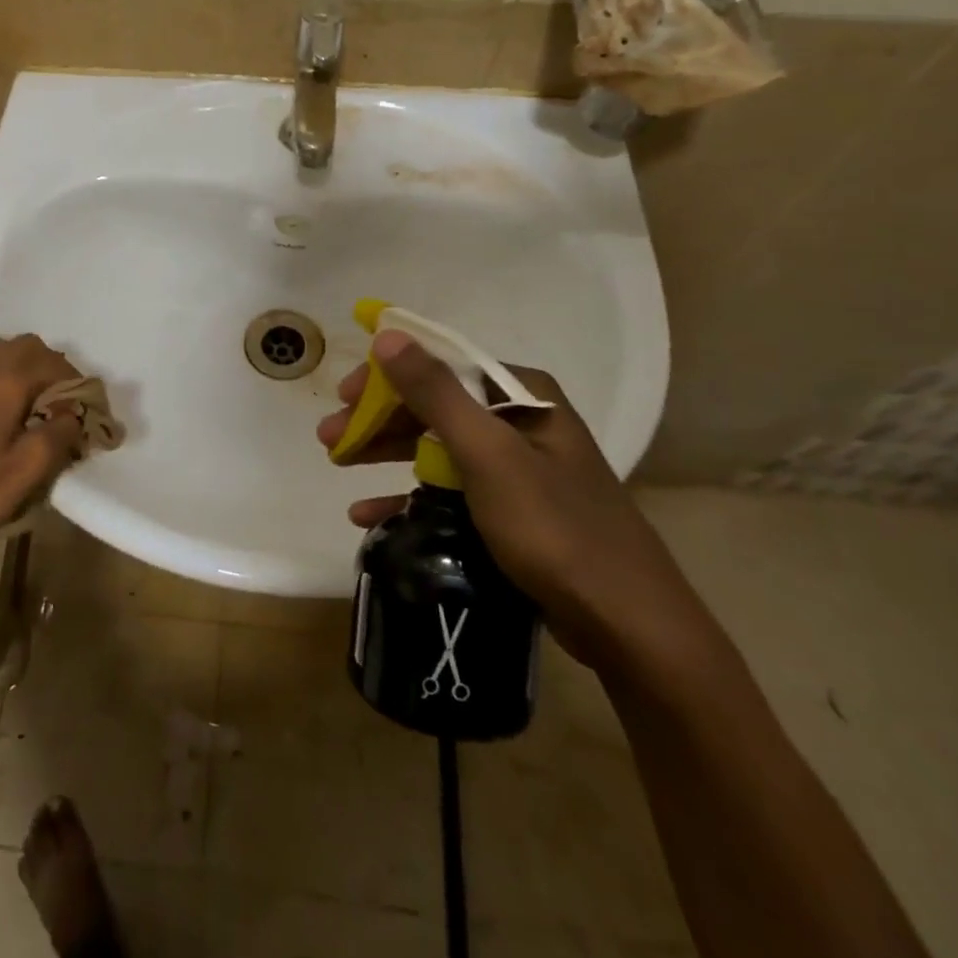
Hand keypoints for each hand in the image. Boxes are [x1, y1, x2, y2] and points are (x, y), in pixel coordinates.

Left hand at [0, 327, 84, 545]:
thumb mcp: (33, 466)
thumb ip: (61, 432)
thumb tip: (74, 413)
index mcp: (8, 380)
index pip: (53, 362)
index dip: (74, 380)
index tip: (85, 404)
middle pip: (24, 344)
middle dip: (47, 363)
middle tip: (58, 395)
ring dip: (6, 354)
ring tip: (17, 382)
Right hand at [316, 331, 717, 676]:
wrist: (627, 624)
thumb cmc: (554, 527)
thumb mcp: (487, 454)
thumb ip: (435, 392)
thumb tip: (389, 334)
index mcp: (522, 395)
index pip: (441, 364)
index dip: (386, 377)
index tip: (343, 397)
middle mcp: (521, 421)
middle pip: (435, 406)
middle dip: (379, 420)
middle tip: (330, 438)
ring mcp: (518, 466)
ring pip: (437, 446)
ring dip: (386, 453)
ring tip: (340, 465)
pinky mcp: (513, 508)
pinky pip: (450, 488)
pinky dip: (410, 496)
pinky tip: (370, 513)